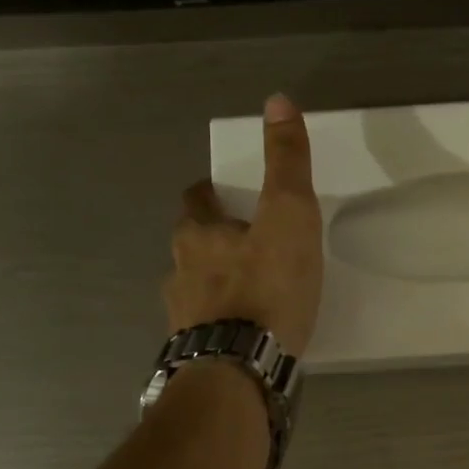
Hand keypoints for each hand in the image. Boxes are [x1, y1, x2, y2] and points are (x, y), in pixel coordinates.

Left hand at [166, 94, 323, 356]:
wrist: (241, 368)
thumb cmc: (266, 287)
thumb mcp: (288, 215)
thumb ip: (286, 162)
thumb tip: (277, 99)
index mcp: (198, 236)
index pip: (196, 202)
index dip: (209, 194)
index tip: (223, 194)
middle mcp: (180, 274)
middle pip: (191, 248)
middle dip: (212, 243)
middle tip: (244, 246)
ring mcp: (183, 319)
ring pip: (196, 291)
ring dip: (216, 287)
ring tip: (249, 296)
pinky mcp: (195, 356)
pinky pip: (207, 331)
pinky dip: (223, 326)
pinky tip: (246, 337)